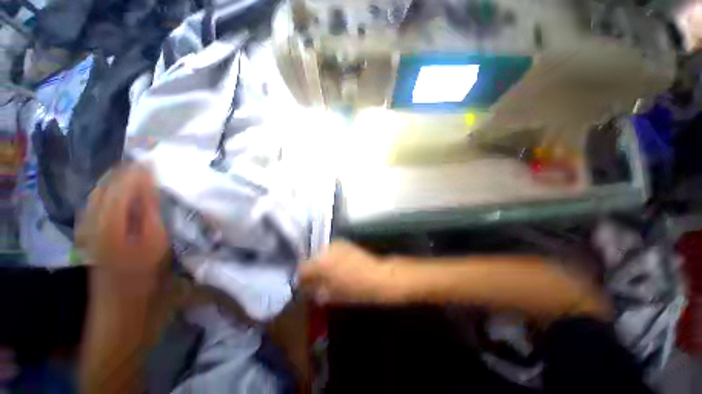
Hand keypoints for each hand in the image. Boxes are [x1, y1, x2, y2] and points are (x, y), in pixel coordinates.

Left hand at [76, 165, 168, 276]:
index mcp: (109, 218)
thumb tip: (149, 181)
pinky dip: (112, 189)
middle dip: (126, 170)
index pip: (121, 183)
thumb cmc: (143, 268)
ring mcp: (87, 220)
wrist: (118, 294)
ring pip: (100, 188)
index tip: (155, 161)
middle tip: (148, 165)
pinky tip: (124, 190)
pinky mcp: (88, 225)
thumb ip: (149, 208)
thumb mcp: (154, 237)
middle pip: (106, 182)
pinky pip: (98, 198)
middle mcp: (92, 214)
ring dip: (119, 178)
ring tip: (139, 173)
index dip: (137, 171)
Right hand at [298, 241, 397, 304]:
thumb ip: (315, 290)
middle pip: (311, 259)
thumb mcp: (331, 295)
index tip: (304, 284)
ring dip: (321, 262)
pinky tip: (336, 265)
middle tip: (316, 280)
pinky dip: (330, 257)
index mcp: (320, 264)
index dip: (301, 278)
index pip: (302, 268)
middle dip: (312, 269)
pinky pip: (331, 250)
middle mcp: (326, 250)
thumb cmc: (354, 290)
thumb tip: (308, 287)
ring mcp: (336, 244)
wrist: (377, 276)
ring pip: (321, 253)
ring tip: (327, 272)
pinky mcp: (344, 242)